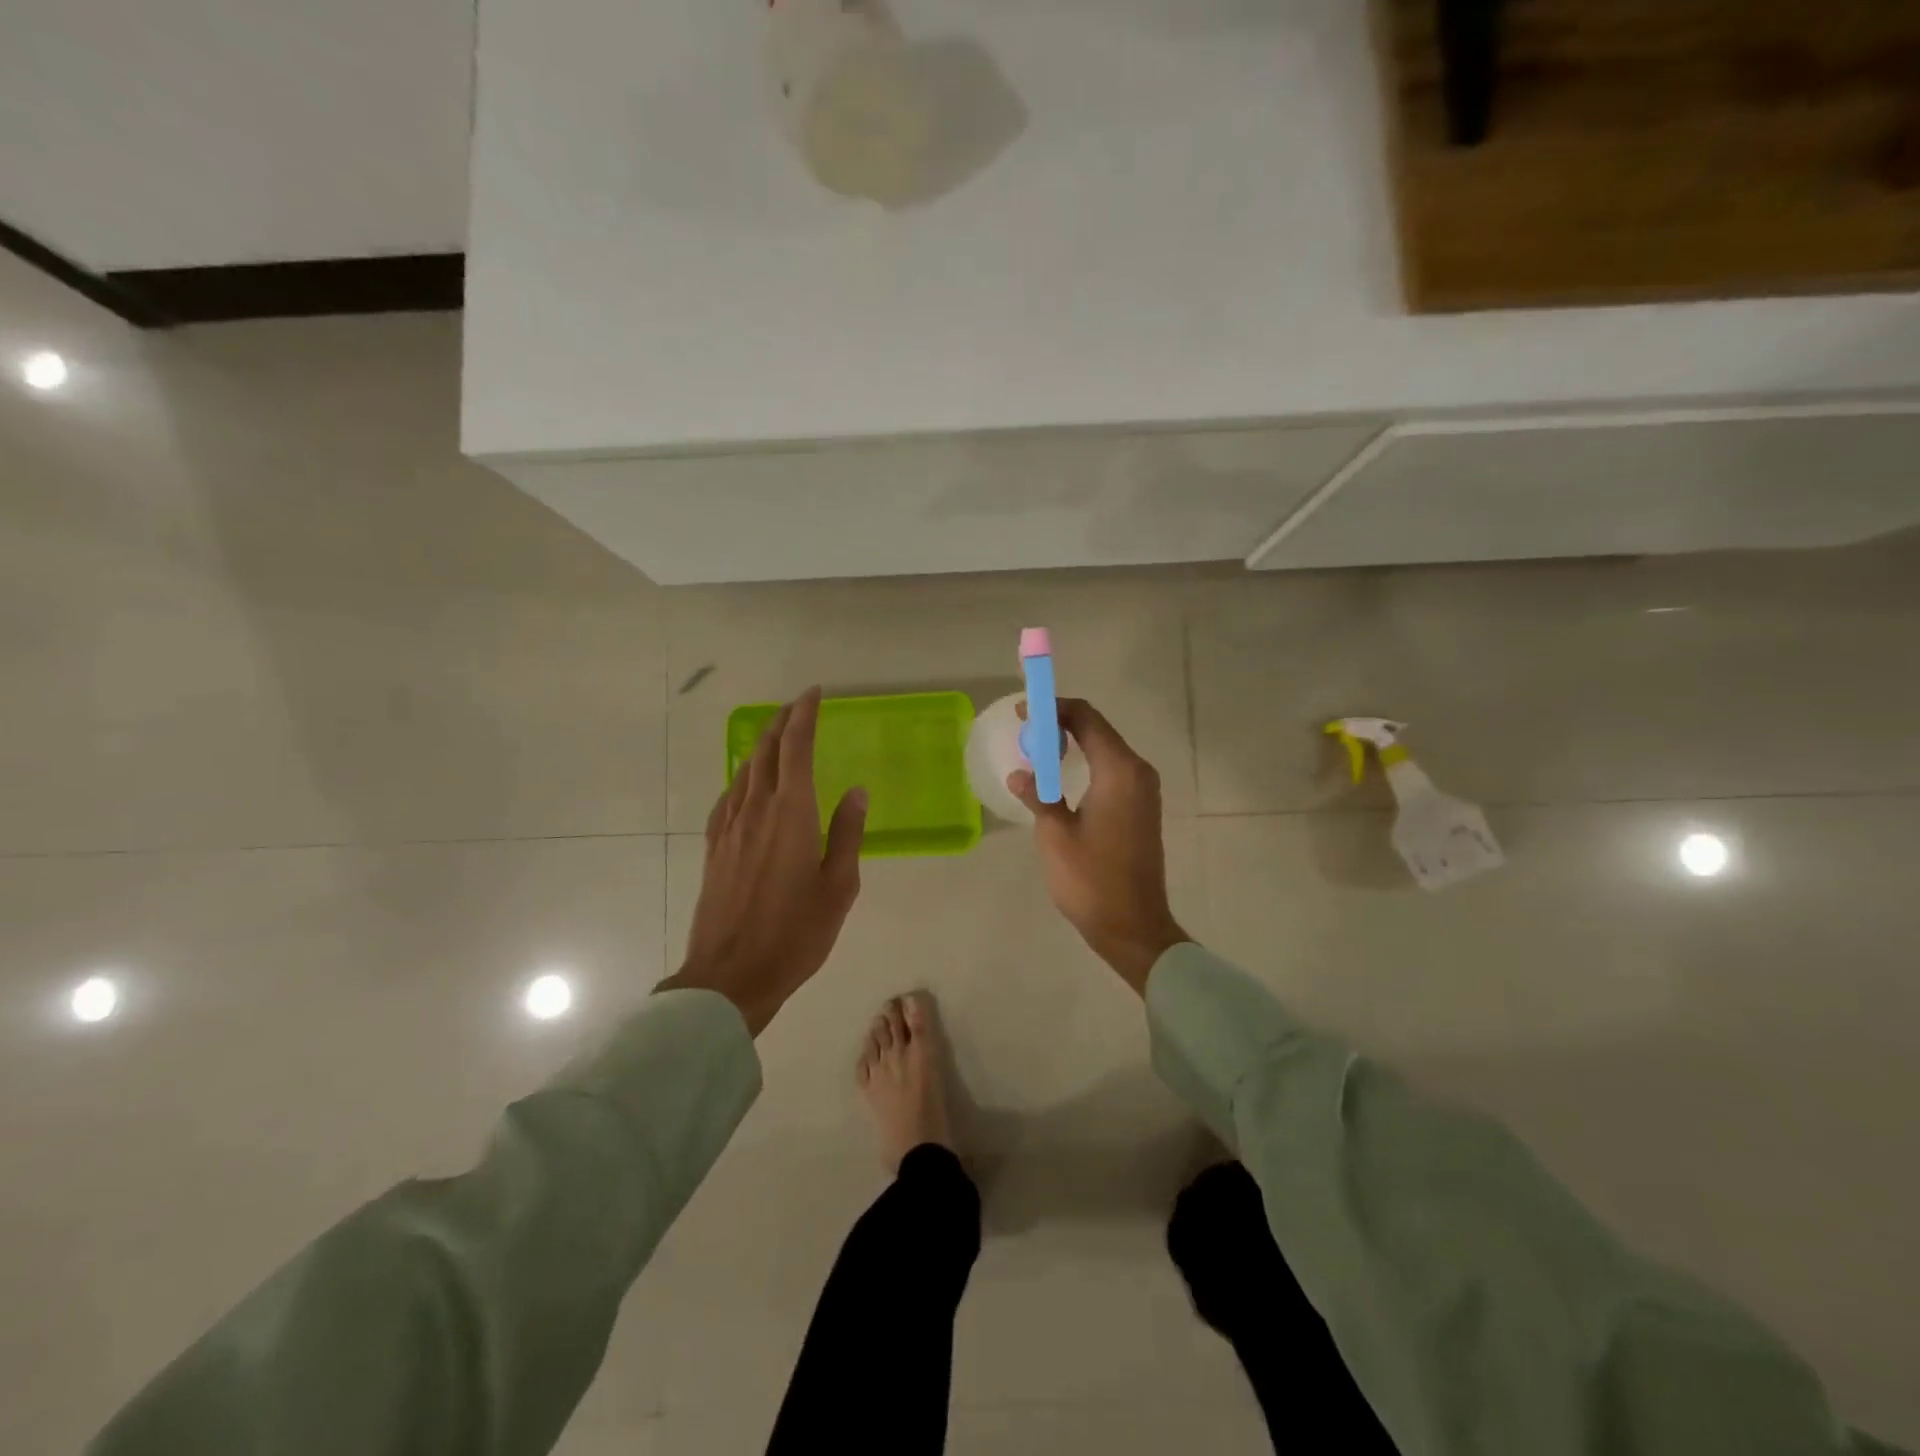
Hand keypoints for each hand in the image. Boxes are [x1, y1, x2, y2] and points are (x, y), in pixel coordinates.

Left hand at [657, 688, 866, 1035]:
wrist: (730, 975)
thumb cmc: (796, 933)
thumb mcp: (839, 886)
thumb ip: (848, 833)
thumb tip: (856, 791)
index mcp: (791, 814)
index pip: (796, 748)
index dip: (804, 715)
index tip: (814, 694)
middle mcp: (756, 810)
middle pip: (766, 751)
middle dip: (783, 722)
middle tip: (799, 706)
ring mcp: (729, 828)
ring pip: (745, 771)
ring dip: (762, 746)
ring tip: (778, 736)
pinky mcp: (714, 847)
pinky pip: (729, 796)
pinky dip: (743, 777)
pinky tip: (747, 784)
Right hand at [1008, 698, 1187, 994]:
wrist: (1132, 926)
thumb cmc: (1091, 879)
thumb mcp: (1054, 834)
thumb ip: (1038, 795)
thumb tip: (1021, 773)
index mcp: (1119, 771)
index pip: (1086, 718)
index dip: (1053, 708)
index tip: (1023, 712)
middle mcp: (1137, 772)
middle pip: (1097, 729)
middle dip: (1060, 724)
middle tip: (1025, 732)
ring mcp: (1143, 791)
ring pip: (1105, 750)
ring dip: (1072, 744)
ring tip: (1036, 752)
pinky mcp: (1141, 809)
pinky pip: (1111, 770)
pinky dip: (1085, 763)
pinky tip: (1059, 778)